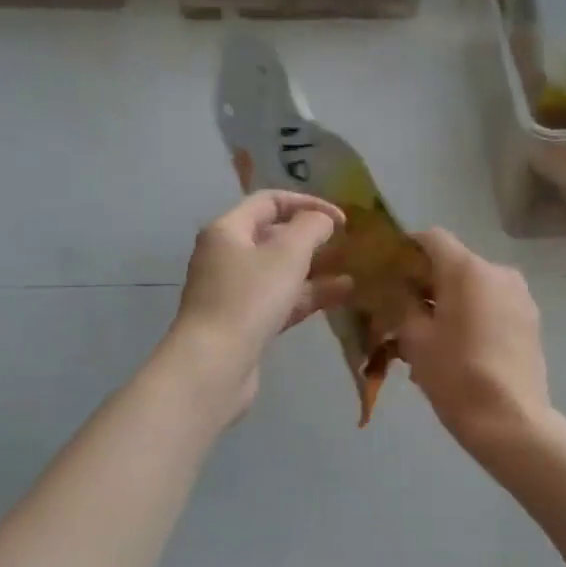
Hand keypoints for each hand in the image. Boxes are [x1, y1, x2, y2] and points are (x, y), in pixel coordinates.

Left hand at [168, 191, 353, 415]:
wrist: (214, 364)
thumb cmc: (249, 299)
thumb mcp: (287, 254)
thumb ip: (311, 228)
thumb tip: (323, 220)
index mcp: (227, 230)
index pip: (269, 202)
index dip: (307, 204)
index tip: (341, 220)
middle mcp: (225, 257)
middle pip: (272, 237)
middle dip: (310, 239)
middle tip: (344, 245)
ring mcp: (232, 293)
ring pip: (278, 273)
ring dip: (313, 271)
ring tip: (351, 273)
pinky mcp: (242, 324)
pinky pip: (278, 301)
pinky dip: (305, 296)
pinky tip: (339, 296)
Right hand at [395, 228, 550, 455]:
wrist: (510, 421)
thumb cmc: (455, 375)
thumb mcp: (415, 338)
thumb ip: (401, 302)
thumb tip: (394, 287)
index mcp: (467, 270)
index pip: (431, 238)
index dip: (405, 249)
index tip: (387, 273)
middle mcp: (498, 272)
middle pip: (453, 263)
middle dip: (425, 281)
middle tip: (401, 310)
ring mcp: (519, 296)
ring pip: (473, 286)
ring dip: (448, 301)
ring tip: (428, 336)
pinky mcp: (529, 320)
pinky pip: (491, 305)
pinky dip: (470, 315)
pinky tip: (455, 346)